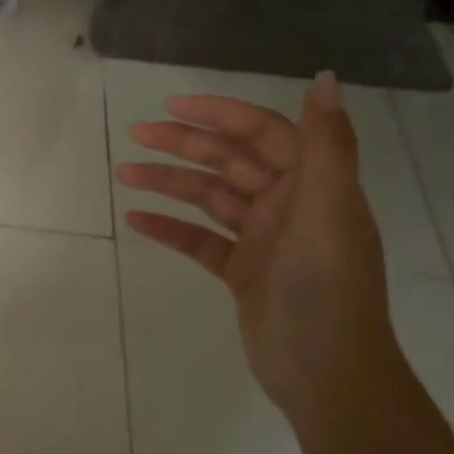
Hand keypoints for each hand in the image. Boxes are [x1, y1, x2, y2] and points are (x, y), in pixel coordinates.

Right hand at [116, 71, 400, 429]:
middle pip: (229, 161)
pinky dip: (169, 228)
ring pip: (209, 198)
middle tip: (136, 134)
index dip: (220, 114)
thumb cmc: (327, 290)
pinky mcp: (242, 272)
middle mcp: (288, 206)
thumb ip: (328, 147)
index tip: (172, 107)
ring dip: (168, 183)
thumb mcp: (329, 213)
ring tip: (124, 174)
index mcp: (313, 186)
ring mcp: (263, 240)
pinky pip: (199, 240)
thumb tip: (327, 79)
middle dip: (184, 145)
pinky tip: (136, 219)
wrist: (326, 375)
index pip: (263, 133)